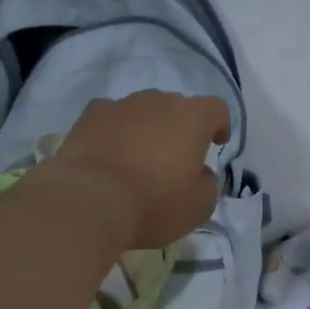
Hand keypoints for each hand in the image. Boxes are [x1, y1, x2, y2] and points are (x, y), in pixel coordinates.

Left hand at [39, 91, 229, 249]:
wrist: (89, 201)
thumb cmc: (153, 204)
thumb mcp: (198, 207)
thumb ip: (208, 185)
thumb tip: (200, 174)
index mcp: (192, 118)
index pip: (216, 109)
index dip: (220, 125)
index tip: (216, 144)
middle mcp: (158, 101)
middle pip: (177, 108)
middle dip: (180, 129)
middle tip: (175, 160)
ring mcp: (122, 105)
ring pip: (143, 112)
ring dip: (147, 130)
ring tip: (139, 160)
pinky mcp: (90, 115)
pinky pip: (111, 118)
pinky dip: (115, 132)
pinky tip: (109, 155)